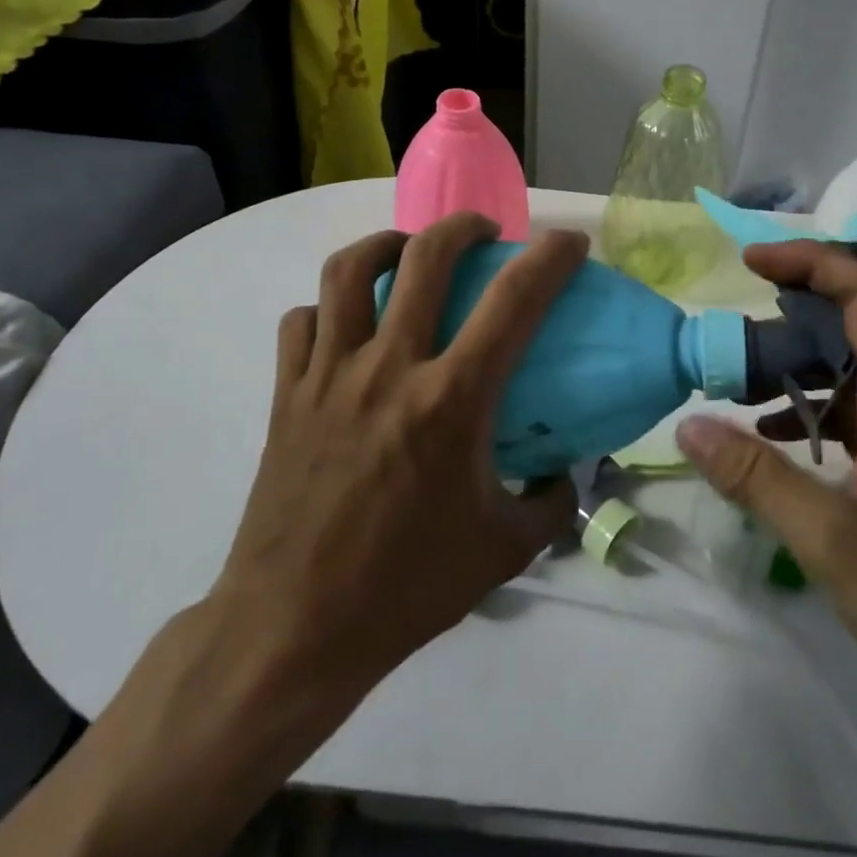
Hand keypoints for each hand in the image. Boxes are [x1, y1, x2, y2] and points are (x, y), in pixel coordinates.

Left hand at [207, 213, 585, 701]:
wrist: (292, 629)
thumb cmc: (405, 589)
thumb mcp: (503, 550)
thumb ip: (550, 502)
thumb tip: (565, 470)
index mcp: (449, 401)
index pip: (513, 302)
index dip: (549, 258)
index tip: (569, 242)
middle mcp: (388, 368)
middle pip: (424, 257)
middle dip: (463, 227)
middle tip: (483, 233)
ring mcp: (328, 375)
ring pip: (349, 270)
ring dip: (387, 244)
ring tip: (409, 252)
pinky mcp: (286, 394)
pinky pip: (303, 321)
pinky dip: (330, 307)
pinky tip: (347, 323)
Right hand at [676, 240, 856, 722]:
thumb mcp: (833, 540)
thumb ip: (757, 478)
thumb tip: (688, 425)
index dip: (810, 262)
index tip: (750, 262)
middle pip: (854, 322)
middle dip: (789, 311)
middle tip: (728, 328)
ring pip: (848, 369)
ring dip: (793, 363)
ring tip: (733, 378)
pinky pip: (849, 412)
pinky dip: (806, 407)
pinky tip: (768, 434)